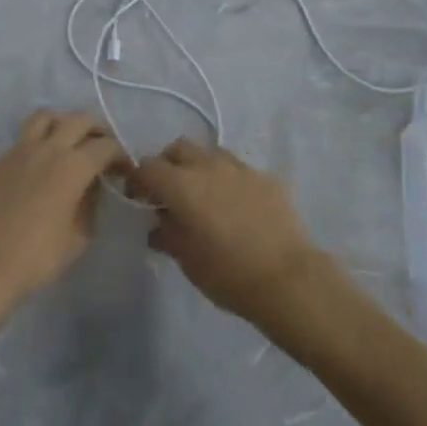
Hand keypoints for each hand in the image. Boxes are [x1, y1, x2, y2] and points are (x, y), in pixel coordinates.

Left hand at [0, 111, 125, 320]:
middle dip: (97, 130)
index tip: (124, 170)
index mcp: (73, 165)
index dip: (121, 155)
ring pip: (47, 116)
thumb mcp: (79, 237)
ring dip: (64, 123)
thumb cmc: (38, 257)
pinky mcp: (1, 159)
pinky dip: (40, 139)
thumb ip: (91, 205)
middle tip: (102, 149)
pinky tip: (41, 162)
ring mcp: (21, 149)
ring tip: (69, 142)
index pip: (106, 146)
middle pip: (80, 119)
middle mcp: (49, 147)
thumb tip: (93, 188)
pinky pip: (25, 136)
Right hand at [127, 139, 327, 328]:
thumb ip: (167, 234)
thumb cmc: (227, 273)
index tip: (140, 199)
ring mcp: (240, 168)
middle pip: (179, 148)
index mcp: (182, 184)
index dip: (139, 180)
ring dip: (201, 168)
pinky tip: (238, 207)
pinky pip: (240, 170)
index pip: (148, 166)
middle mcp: (209, 166)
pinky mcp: (266, 177)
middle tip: (170, 192)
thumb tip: (158, 224)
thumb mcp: (187, 260)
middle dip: (169, 164)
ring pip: (211, 153)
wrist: (286, 278)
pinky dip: (230, 181)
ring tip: (206, 196)